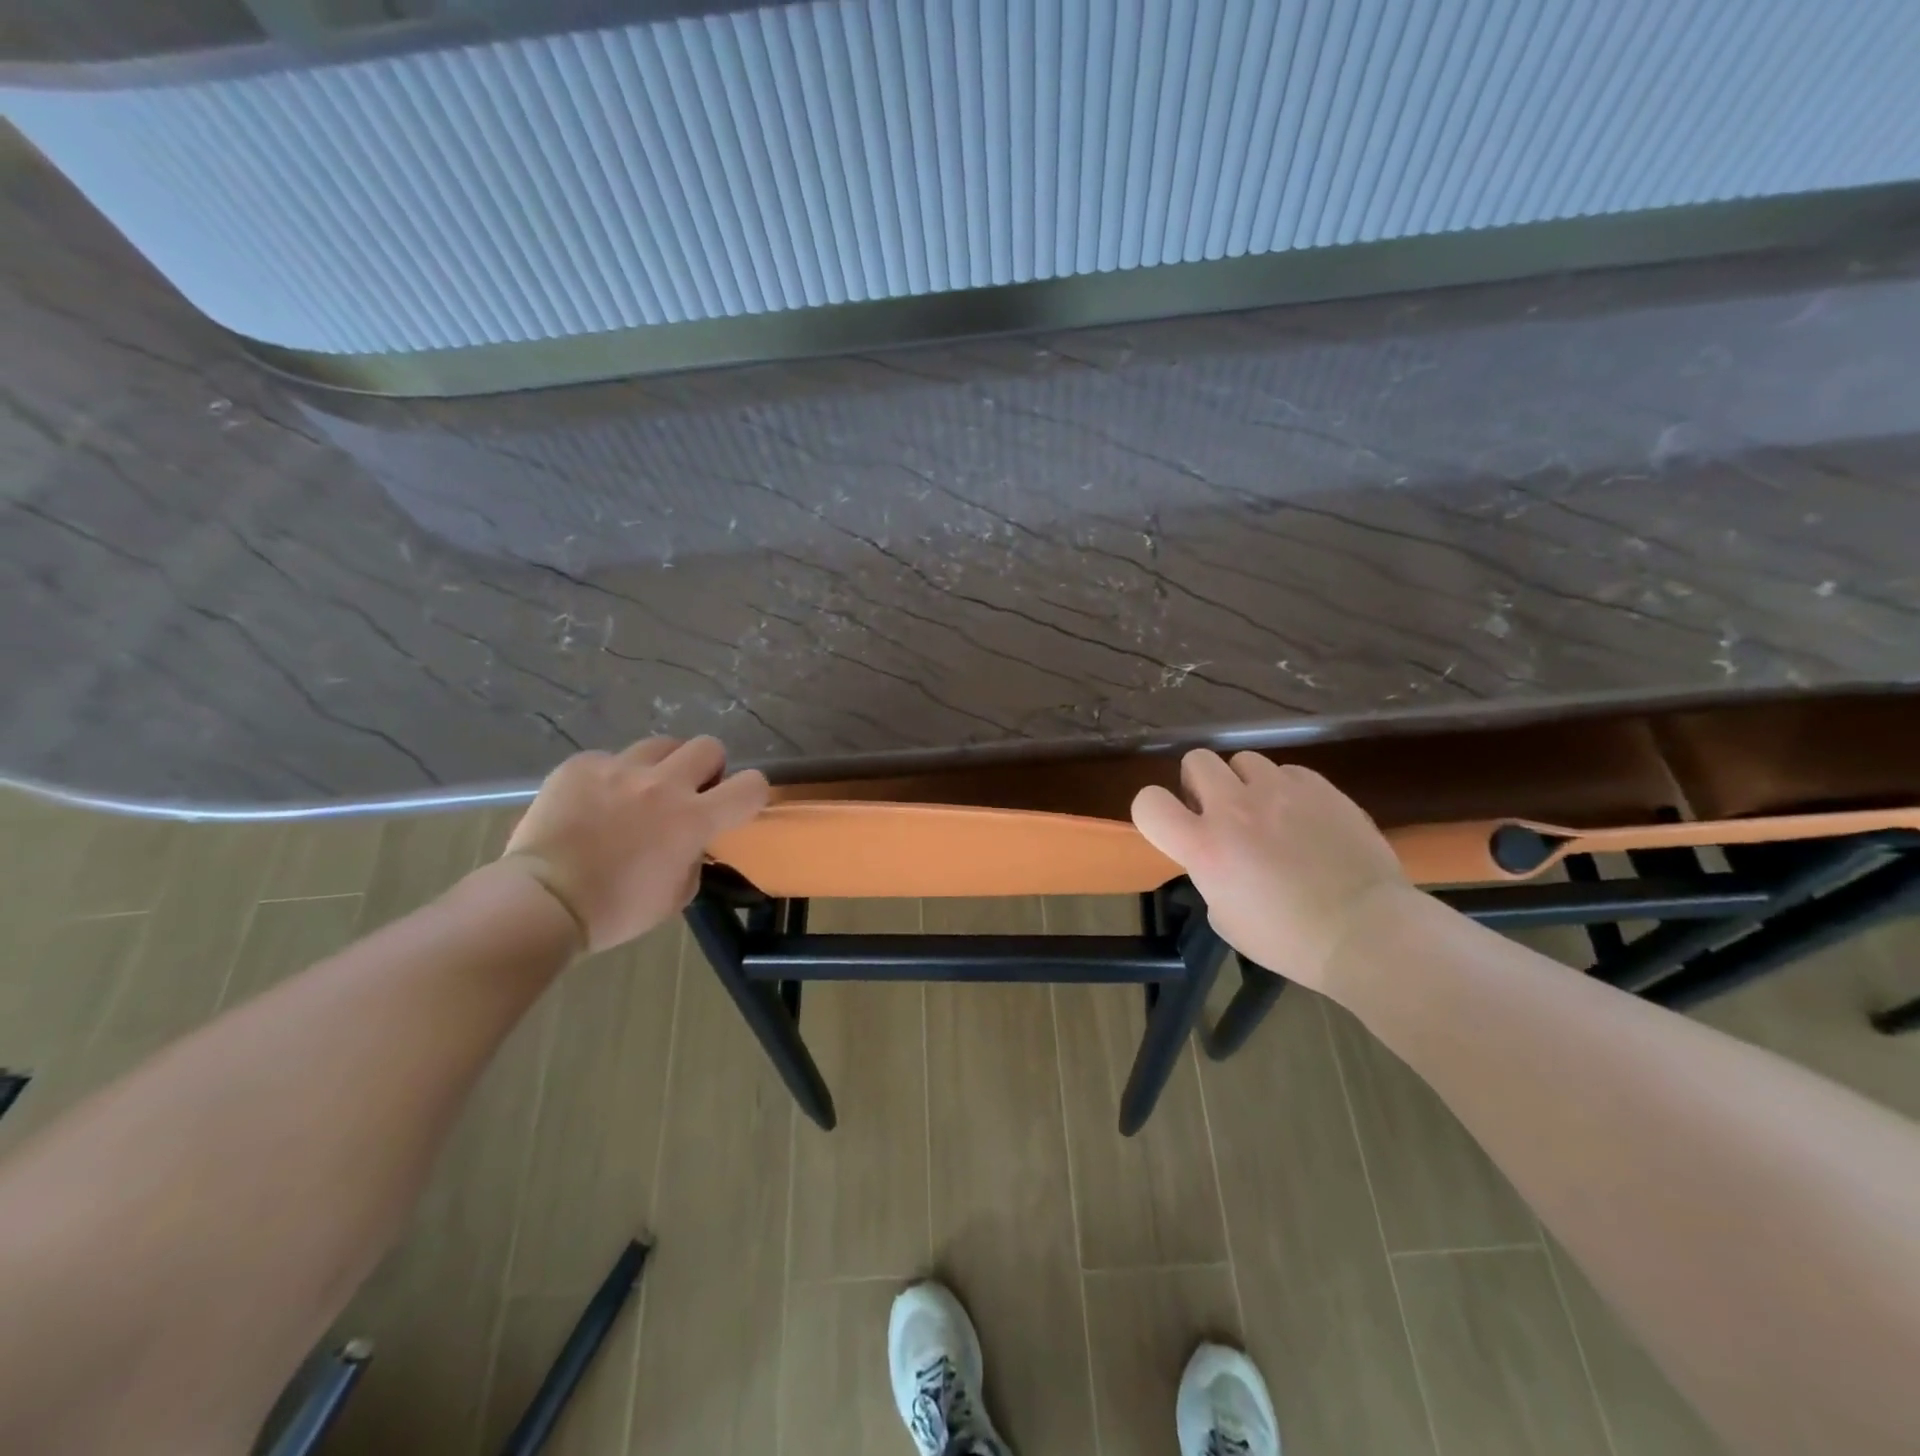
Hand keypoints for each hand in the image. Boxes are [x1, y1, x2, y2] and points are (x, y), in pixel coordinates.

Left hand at [501, 736, 769, 953]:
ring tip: (641, 791)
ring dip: (661, 766)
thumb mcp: (676, 895)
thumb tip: (691, 841)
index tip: (737, 804)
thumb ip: (695, 858)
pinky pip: (610, 758)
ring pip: (661, 745)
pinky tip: (594, 802)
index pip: (751, 785)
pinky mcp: (581, 766)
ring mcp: (620, 769)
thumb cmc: (616, 910)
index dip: (753, 792)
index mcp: (693, 819)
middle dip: (706, 768)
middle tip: (689, 792)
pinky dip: (610, 777)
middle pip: (708, 746)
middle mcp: (663, 784)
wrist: (541, 902)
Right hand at [1130, 750, 1413, 996]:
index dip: (1153, 810)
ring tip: (1267, 813)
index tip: (1172, 825)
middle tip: (1219, 812)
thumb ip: (1210, 874)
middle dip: (1200, 783)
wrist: (1366, 932)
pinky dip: (1287, 790)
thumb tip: (1220, 858)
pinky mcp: (1320, 787)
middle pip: (1196, 760)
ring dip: (1245, 783)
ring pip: (1244, 759)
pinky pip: (1289, 772)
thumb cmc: (1289, 939)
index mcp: (1204, 846)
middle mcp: (1235, 808)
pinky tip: (1304, 818)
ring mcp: (1280, 791)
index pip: (1148, 802)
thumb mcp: (1225, 917)